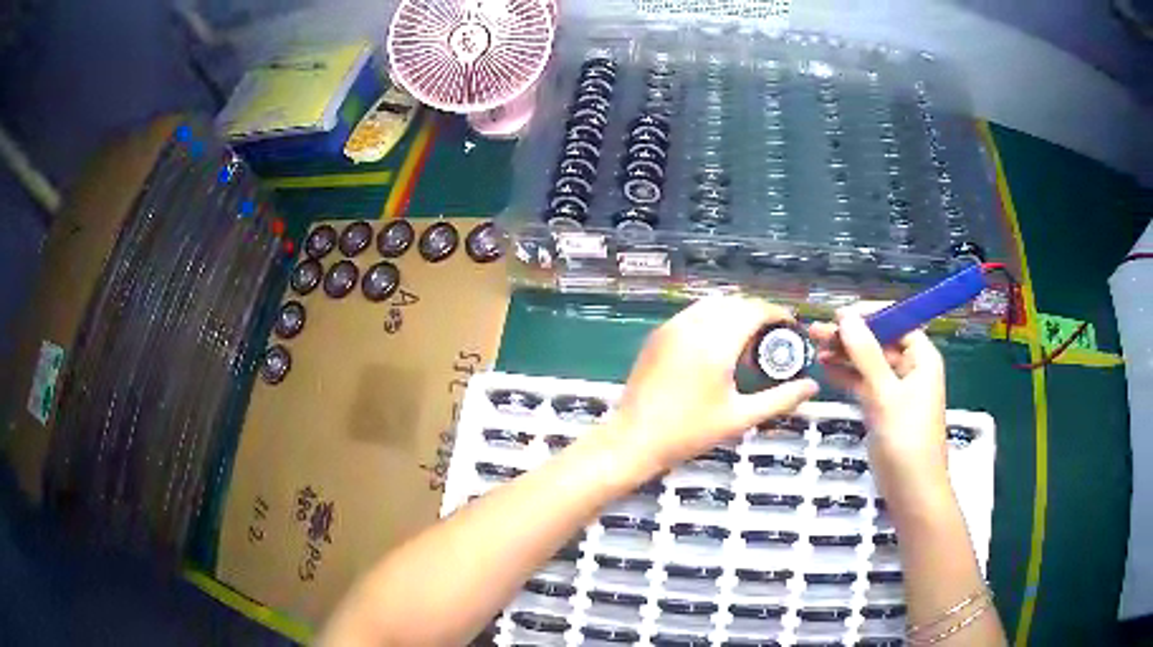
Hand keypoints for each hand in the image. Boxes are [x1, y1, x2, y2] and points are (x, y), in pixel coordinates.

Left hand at [605, 296, 818, 478]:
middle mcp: (693, 326)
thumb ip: (780, 399)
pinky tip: (718, 348)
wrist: (635, 439)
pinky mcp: (658, 334)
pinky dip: (713, 319)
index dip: (777, 314)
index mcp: (716, 343)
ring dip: (735, 314)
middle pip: (736, 303)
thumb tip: (811, 387)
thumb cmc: (689, 432)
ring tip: (746, 346)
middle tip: (772, 341)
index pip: (755, 310)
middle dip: (759, 314)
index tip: (791, 328)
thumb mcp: (740, 418)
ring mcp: (672, 327)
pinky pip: (693, 313)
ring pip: (713, 304)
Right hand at [808, 307, 948, 491]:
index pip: (898, 322)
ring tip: (815, 347)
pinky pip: (863, 383)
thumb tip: (847, 317)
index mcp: (922, 358)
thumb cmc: (906, 440)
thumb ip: (866, 355)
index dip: (870, 315)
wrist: (911, 490)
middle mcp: (910, 368)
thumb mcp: (886, 395)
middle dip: (851, 335)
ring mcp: (896, 390)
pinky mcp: (883, 408)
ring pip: (868, 362)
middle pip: (879, 341)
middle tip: (818, 331)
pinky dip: (846, 376)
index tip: (840, 315)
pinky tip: (826, 368)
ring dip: (845, 354)